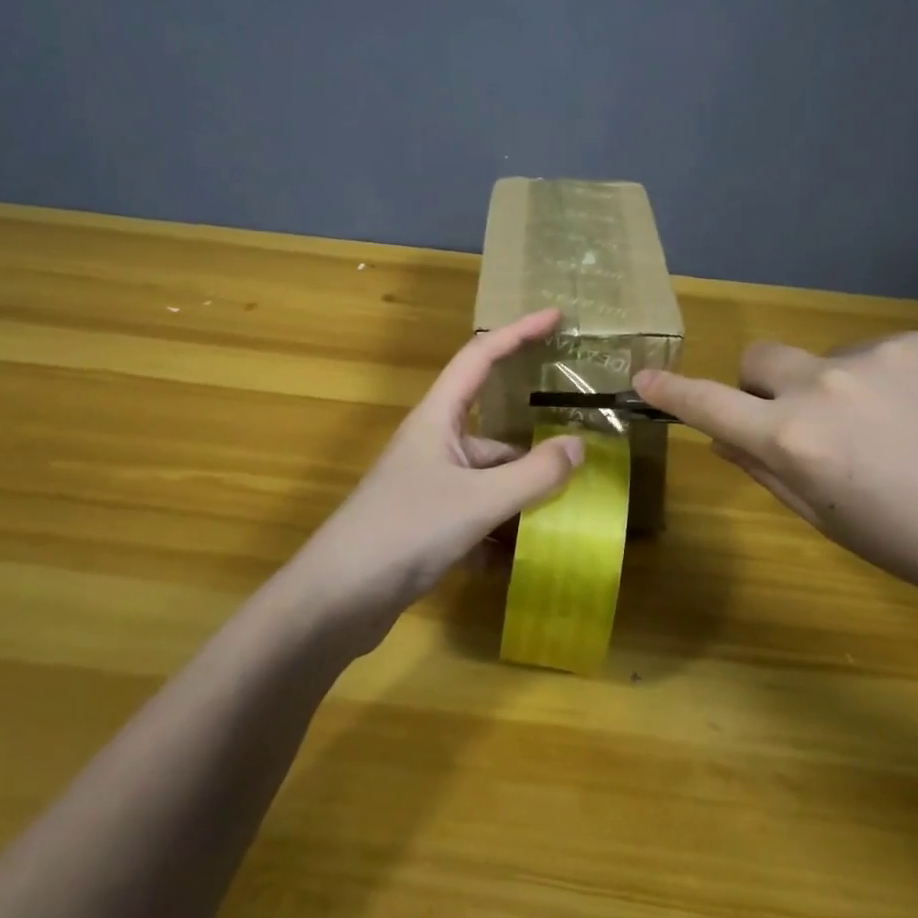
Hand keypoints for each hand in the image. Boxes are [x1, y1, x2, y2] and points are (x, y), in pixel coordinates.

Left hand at [290, 308, 584, 648]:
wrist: (336, 600)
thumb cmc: (405, 531)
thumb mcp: (478, 501)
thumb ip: (533, 475)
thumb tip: (577, 446)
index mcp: (438, 419)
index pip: (480, 357)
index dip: (518, 332)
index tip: (556, 317)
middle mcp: (433, 445)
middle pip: (494, 432)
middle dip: (534, 446)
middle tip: (581, 453)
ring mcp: (429, 487)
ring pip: (489, 480)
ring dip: (521, 498)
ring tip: (566, 516)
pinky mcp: (426, 526)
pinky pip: (476, 518)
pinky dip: (498, 535)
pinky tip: (520, 563)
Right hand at [635, 328, 917, 624]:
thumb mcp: (837, 524)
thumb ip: (770, 472)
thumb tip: (726, 437)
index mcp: (797, 440)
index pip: (710, 405)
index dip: (672, 393)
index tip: (644, 379)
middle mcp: (827, 384)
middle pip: (763, 358)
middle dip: (769, 385)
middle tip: (813, 424)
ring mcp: (884, 354)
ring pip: (836, 360)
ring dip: (849, 388)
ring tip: (913, 433)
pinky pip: (894, 352)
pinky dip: (903, 379)